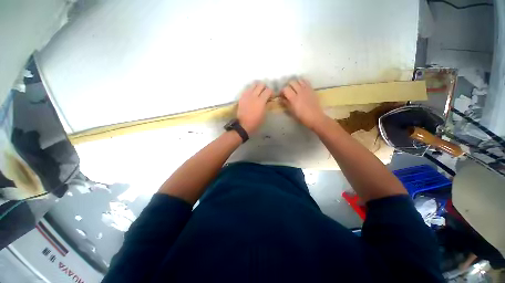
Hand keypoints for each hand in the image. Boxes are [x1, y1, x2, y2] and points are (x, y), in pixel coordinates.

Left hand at [237, 82, 272, 133]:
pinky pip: (247, 89)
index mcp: (261, 101)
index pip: (268, 90)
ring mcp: (247, 95)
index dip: (271, 92)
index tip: (271, 97)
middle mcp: (254, 95)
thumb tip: (269, 100)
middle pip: (261, 84)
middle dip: (264, 88)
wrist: (243, 125)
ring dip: (257, 87)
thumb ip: (267, 105)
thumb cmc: (256, 122)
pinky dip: (251, 90)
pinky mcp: (242, 97)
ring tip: (258, 93)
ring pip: (253, 84)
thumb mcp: (264, 114)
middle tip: (265, 93)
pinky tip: (252, 96)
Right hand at [281, 79, 325, 129]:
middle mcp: (300, 92)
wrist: (315, 117)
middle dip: (288, 86)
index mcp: (294, 98)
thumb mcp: (291, 111)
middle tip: (287, 91)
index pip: (285, 89)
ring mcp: (307, 89)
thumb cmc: (301, 117)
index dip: (282, 91)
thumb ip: (286, 103)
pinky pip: (306, 81)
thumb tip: (281, 99)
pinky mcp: (312, 89)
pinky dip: (302, 82)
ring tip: (294, 88)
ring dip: (295, 83)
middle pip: (292, 82)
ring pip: (299, 80)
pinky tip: (301, 87)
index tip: (281, 95)